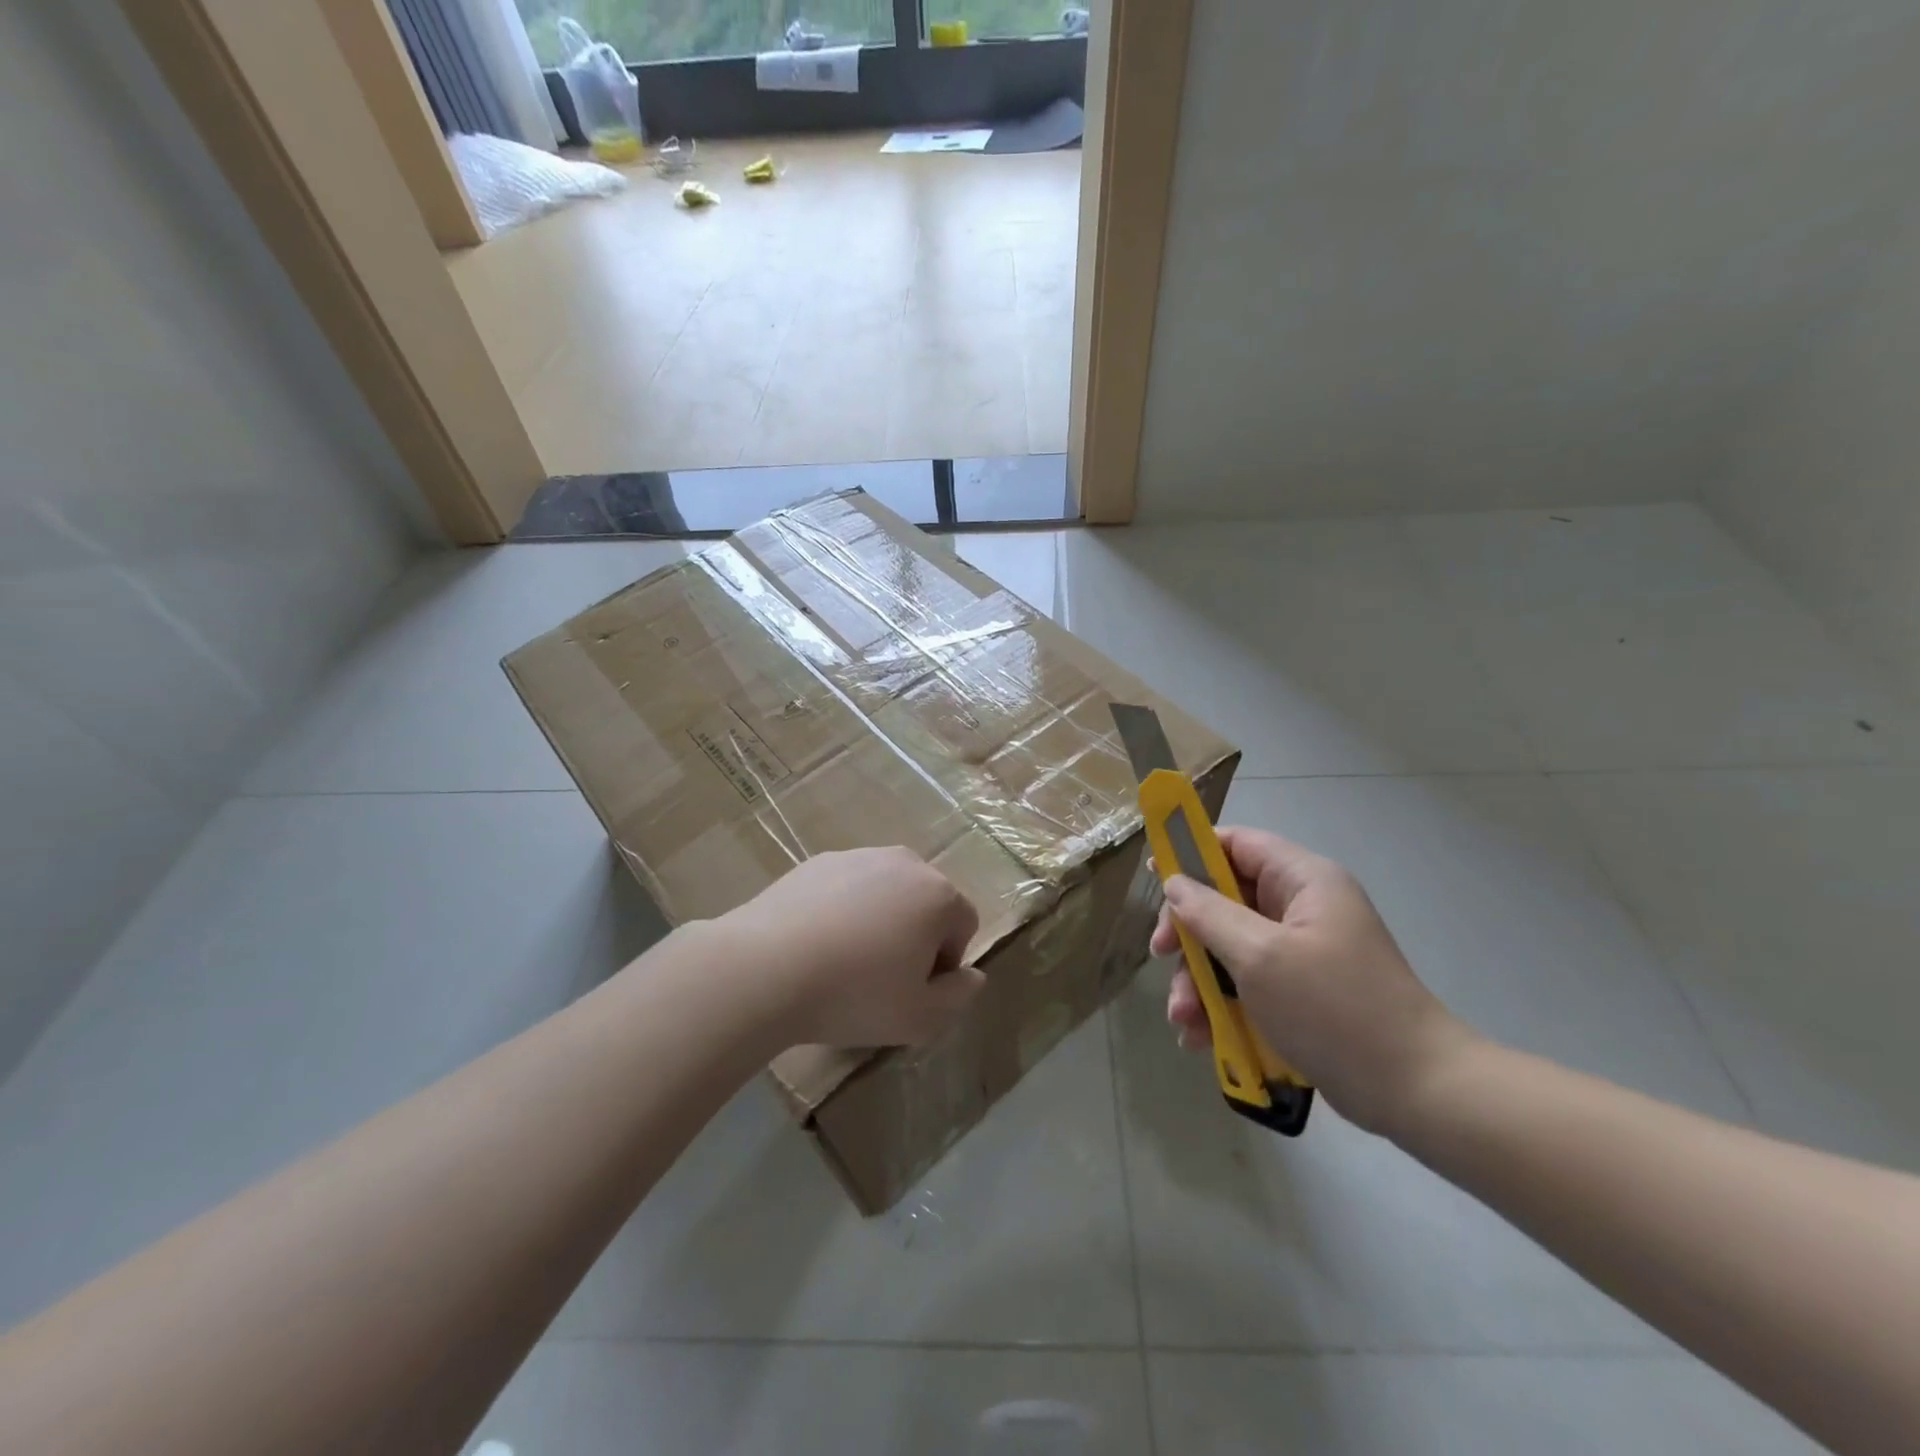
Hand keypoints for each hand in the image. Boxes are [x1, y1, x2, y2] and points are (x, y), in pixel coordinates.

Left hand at [720, 847, 983, 1048]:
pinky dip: (842, 911)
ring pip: (885, 893)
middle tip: (881, 978)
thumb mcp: (921, 1018)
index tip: (912, 991)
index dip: (945, 964)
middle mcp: (905, 863)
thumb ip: (960, 996)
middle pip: (926, 903)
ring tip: (844, 962)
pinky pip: (846, 888)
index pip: (963, 925)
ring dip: (879, 921)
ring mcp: (858, 856)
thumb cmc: (855, 994)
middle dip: (914, 936)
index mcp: (938, 894)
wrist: (765, 968)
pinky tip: (815, 944)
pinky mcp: (817, 862)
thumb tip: (972, 975)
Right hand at [1150, 827, 1476, 1135]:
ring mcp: (1302, 952)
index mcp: (1303, 881)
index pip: (1237, 844)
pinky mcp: (1302, 992)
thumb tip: (1174, 883)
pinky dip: (1222, 1005)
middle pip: (1226, 899)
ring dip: (1199, 980)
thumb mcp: (1260, 955)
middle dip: (1190, 933)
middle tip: (1162, 957)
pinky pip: (1248, 983)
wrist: (1416, 1092)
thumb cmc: (1334, 1008)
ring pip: (1231, 947)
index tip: (1156, 878)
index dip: (1192, 853)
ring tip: (1183, 1021)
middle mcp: (1302, 908)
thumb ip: (1209, 913)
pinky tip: (1202, 1038)